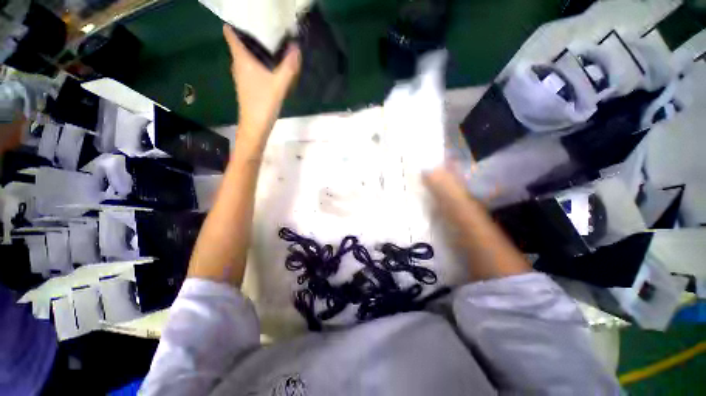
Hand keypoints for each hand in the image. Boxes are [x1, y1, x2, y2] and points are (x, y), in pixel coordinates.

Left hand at [223, 25, 301, 134]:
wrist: (255, 126)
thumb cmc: (263, 103)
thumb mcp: (279, 84)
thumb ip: (289, 66)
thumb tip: (296, 47)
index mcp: (241, 59)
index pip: (231, 33)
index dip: (236, 22)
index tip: (249, 15)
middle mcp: (238, 64)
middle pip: (239, 42)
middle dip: (249, 32)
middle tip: (264, 25)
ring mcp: (241, 76)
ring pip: (244, 55)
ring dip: (253, 47)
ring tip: (268, 40)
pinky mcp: (247, 85)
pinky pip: (249, 65)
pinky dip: (256, 60)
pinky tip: (268, 63)